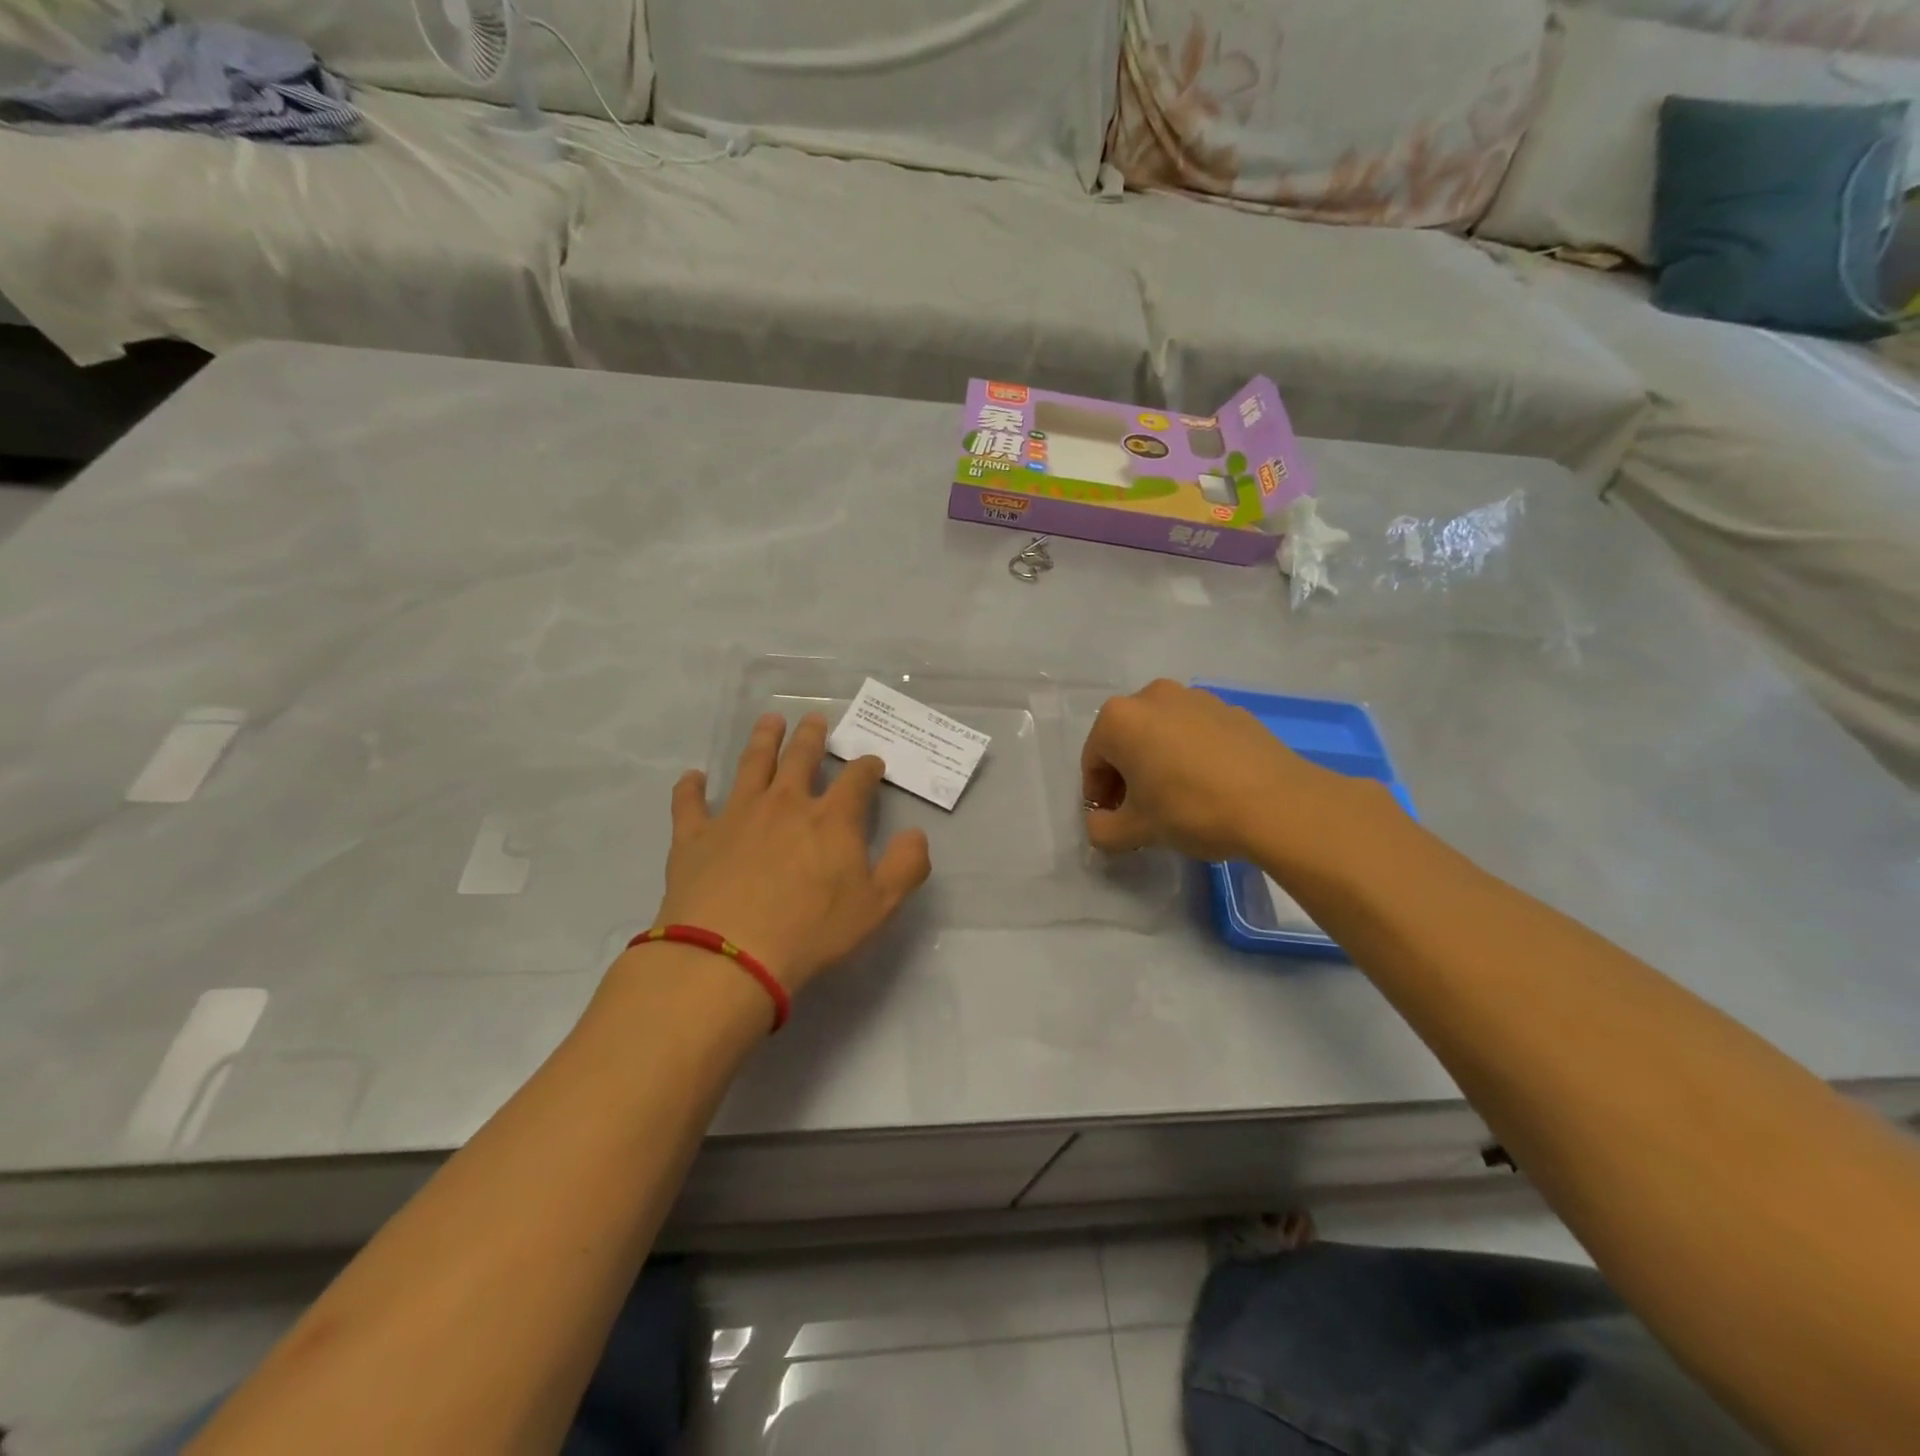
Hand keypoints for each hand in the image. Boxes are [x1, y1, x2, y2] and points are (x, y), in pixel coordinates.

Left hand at [654, 712, 930, 995]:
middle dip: (810, 736)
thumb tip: (916, 834)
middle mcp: (785, 803)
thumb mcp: (878, 906)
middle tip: (814, 719)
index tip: (872, 763)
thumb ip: (906, 866)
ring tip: (769, 721)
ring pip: (751, 765)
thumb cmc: (811, 932)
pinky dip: (691, 787)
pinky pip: (690, 802)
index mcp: (831, 818)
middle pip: (799, 757)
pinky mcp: (695, 836)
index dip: (867, 767)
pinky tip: (693, 777)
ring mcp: (736, 815)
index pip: (856, 779)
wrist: (730, 955)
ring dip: (762, 740)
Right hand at [1081, 679, 1338, 859]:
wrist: (1278, 804)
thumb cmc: (1192, 810)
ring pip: (1161, 733)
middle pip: (1125, 740)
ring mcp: (1196, 698)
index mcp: (1120, 719)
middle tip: (1140, 811)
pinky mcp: (1231, 710)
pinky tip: (1209, 786)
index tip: (1112, 821)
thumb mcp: (1137, 830)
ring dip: (1158, 761)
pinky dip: (1190, 754)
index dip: (1097, 795)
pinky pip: (1195, 732)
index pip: (1092, 761)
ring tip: (1176, 798)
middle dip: (1126, 775)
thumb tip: (1100, 824)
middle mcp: (1153, 696)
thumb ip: (1103, 830)